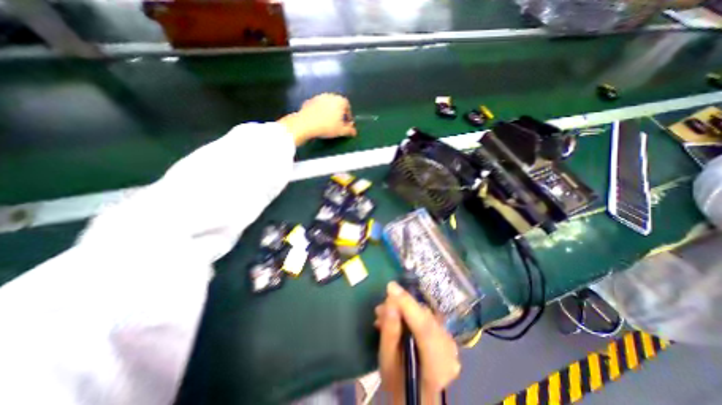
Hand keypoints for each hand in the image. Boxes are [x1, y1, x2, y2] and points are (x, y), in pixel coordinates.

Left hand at [278, 92, 355, 144]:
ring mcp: (318, 97)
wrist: (305, 124)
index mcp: (340, 101)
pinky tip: (319, 121)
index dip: (348, 115)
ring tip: (328, 122)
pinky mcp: (309, 101)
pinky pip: (318, 107)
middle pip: (337, 104)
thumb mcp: (341, 131)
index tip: (347, 123)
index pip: (347, 106)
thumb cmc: (327, 126)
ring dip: (329, 112)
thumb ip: (349, 130)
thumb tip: (354, 132)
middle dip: (339, 113)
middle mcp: (330, 96)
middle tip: (339, 123)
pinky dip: (320, 112)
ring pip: (327, 104)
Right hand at [376, 284, 458, 403]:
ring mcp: (450, 342)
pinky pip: (427, 317)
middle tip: (381, 306)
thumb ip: (390, 332)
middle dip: (402, 305)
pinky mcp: (446, 335)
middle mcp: (449, 351)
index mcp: (436, 366)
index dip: (407, 305)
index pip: (424, 328)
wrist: (417, 394)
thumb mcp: (387, 361)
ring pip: (425, 314)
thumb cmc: (399, 381)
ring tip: (385, 313)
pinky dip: (412, 313)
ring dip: (405, 309)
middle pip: (425, 317)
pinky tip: (398, 316)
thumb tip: (390, 302)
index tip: (391, 287)